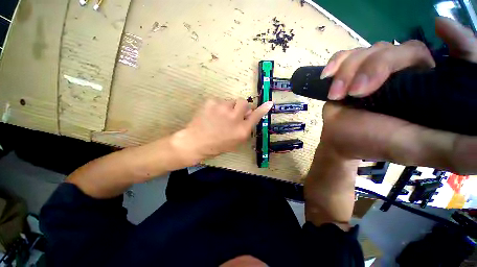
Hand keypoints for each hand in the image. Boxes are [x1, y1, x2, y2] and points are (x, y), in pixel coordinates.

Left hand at [174, 98, 272, 162]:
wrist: (196, 142)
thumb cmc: (218, 145)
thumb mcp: (236, 141)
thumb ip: (245, 128)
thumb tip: (250, 114)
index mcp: (242, 130)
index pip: (255, 117)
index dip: (262, 109)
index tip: (269, 103)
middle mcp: (234, 118)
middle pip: (244, 102)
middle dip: (240, 107)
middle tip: (233, 113)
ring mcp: (223, 108)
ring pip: (230, 101)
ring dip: (228, 107)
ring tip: (218, 117)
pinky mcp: (211, 102)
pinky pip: (219, 101)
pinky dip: (217, 107)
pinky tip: (211, 115)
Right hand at [317, 17, 476, 173]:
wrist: (337, 138)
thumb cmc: (374, 143)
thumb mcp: (418, 148)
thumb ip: (458, 149)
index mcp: (435, 91)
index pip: (461, 57)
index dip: (458, 40)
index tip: (441, 28)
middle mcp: (412, 73)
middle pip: (403, 50)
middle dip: (376, 68)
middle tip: (357, 93)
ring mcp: (379, 69)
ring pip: (371, 50)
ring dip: (348, 72)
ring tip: (337, 95)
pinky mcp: (354, 70)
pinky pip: (347, 53)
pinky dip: (336, 63)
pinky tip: (327, 75)